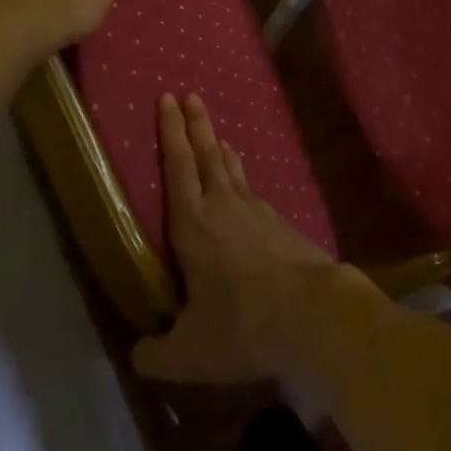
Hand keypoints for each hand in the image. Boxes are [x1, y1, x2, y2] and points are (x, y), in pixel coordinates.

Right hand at [132, 93, 376, 384]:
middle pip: (205, 154)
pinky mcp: (283, 224)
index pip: (177, 165)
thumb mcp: (189, 353)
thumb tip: (136, 355)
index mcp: (193, 224)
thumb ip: (157, 354)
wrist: (313, 314)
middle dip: (196, 123)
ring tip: (216, 137)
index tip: (168, 98)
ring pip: (233, 170)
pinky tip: (246, 193)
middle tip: (190, 95)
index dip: (170, 130)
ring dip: (220, 150)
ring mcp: (258, 211)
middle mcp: (223, 206)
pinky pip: (254, 193)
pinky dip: (243, 182)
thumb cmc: (242, 325)